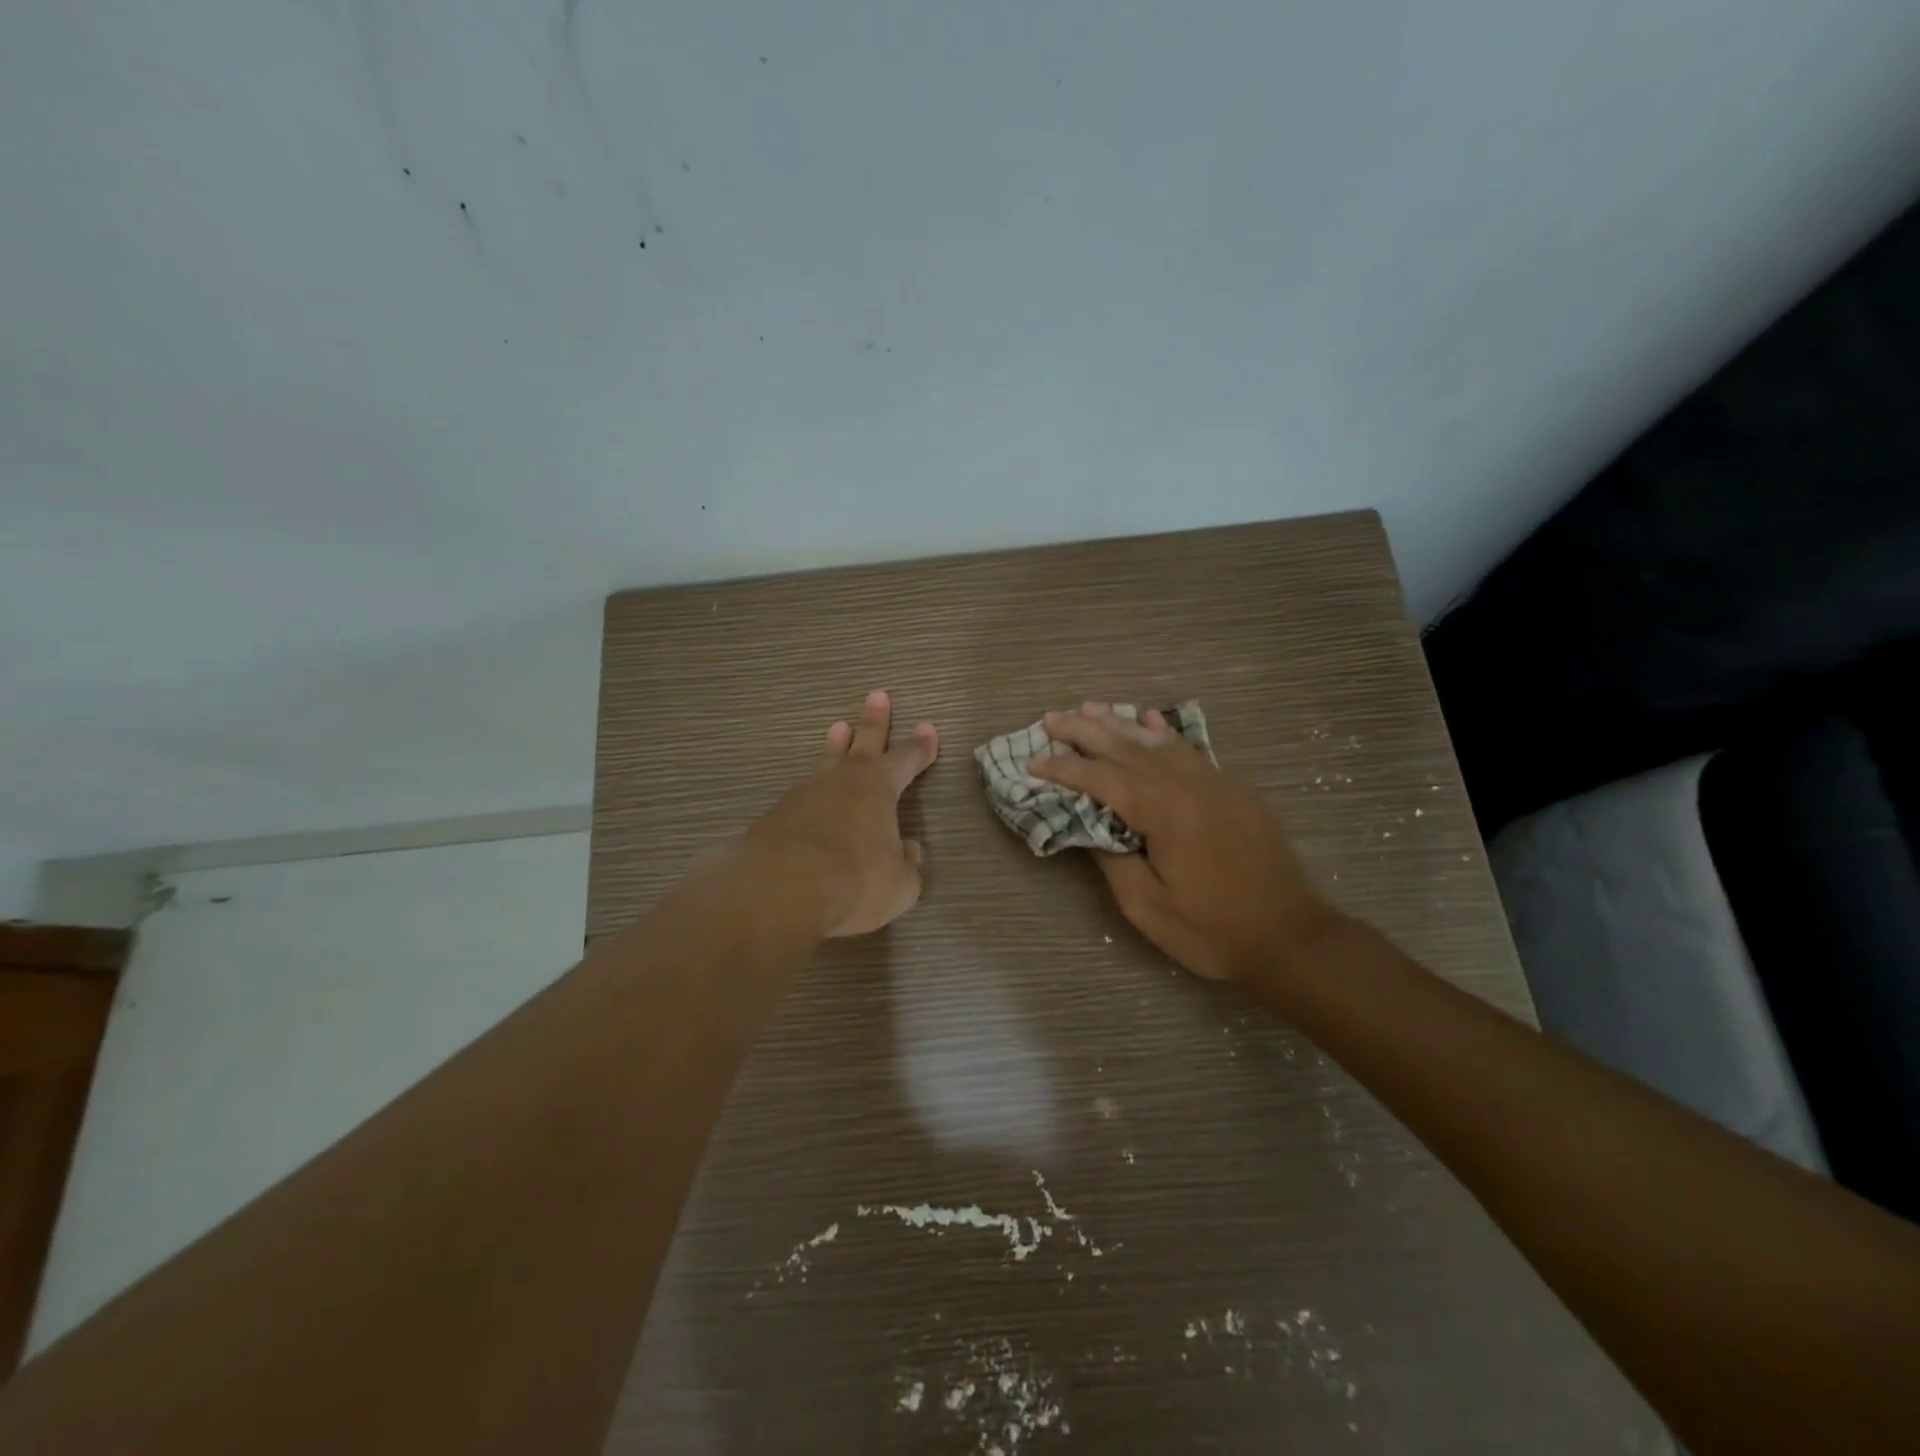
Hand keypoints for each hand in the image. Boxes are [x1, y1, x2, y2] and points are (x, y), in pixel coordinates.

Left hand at [745, 690, 938, 937]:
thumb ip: (908, 866)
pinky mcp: (777, 816)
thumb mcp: (899, 884)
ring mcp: (806, 795)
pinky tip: (811, 798)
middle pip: (863, 742)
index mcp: (878, 789)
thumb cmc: (855, 881)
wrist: (781, 890)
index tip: (927, 728)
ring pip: (827, 762)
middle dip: (874, 721)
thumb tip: (909, 852)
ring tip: (838, 729)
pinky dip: (813, 792)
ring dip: (836, 746)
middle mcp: (842, 782)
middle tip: (877, 696)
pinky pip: (803, 794)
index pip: (906, 760)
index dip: (920, 747)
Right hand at [1027, 703, 1332, 982]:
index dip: (1064, 769)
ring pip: (1159, 741)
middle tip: (1052, 717)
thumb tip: (1088, 826)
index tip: (1033, 760)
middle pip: (1128, 747)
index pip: (1102, 778)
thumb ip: (1112, 860)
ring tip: (1090, 707)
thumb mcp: (1148, 908)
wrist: (1291, 937)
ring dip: (1121, 723)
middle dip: (1086, 730)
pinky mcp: (1233, 791)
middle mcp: (1189, 785)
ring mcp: (1216, 783)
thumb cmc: (1213, 931)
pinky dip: (1164, 732)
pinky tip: (1150, 719)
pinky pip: (1190, 750)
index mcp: (1165, 812)